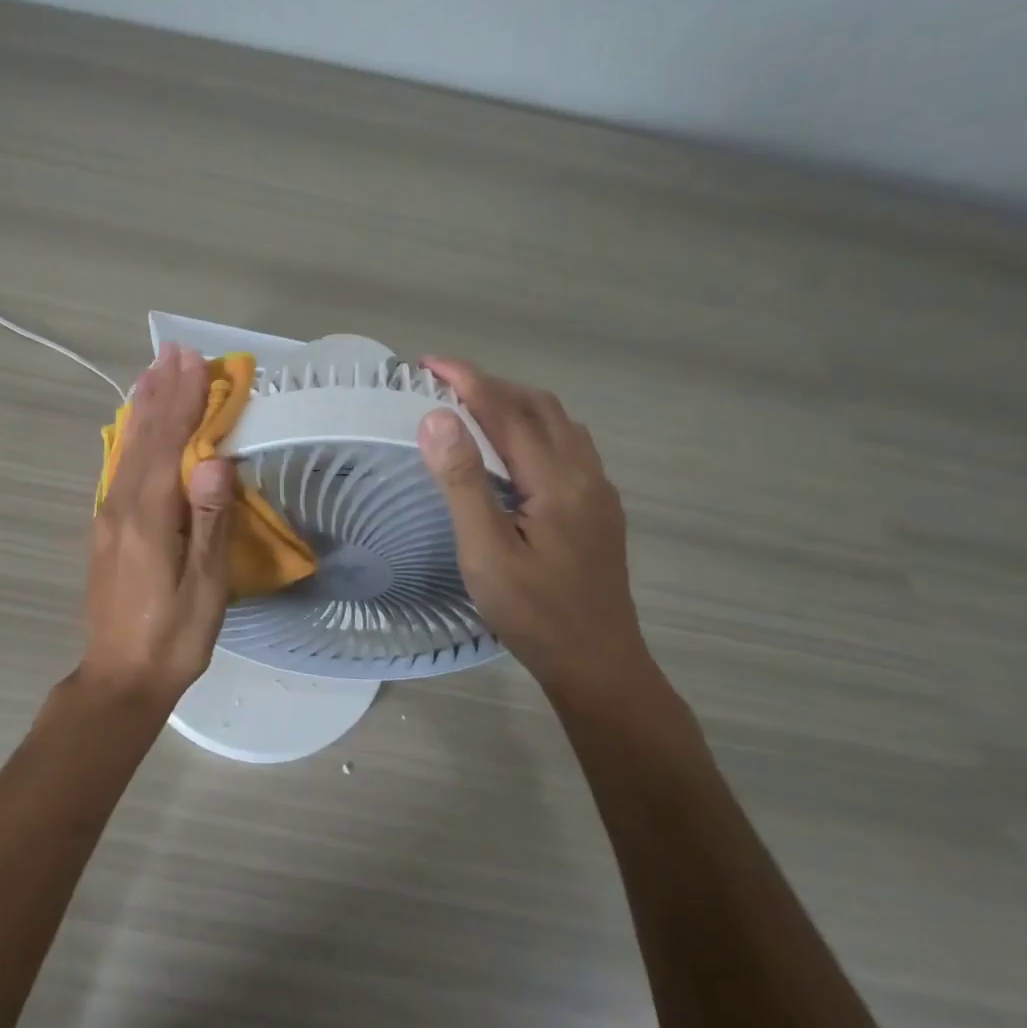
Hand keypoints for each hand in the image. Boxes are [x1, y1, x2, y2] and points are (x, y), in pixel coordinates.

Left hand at [81, 345, 234, 705]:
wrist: (119, 678)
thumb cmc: (172, 638)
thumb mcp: (204, 587)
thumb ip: (208, 521)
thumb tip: (215, 459)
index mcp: (148, 516)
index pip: (169, 443)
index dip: (184, 400)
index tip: (195, 360)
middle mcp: (121, 506)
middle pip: (143, 437)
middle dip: (161, 392)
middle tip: (172, 351)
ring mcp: (108, 516)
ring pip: (126, 449)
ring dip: (142, 408)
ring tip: (152, 373)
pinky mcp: (106, 529)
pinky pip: (119, 468)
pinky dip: (130, 438)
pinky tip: (134, 429)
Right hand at [415, 358, 654, 700]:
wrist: (598, 664)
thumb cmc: (534, 613)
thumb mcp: (486, 552)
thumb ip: (463, 482)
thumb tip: (437, 418)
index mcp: (556, 481)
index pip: (507, 410)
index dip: (467, 380)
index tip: (427, 363)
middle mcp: (584, 474)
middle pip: (539, 406)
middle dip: (490, 384)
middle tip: (442, 384)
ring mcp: (597, 491)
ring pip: (558, 423)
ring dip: (514, 402)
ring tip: (471, 407)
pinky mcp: (599, 508)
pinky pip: (567, 444)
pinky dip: (533, 426)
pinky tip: (512, 449)